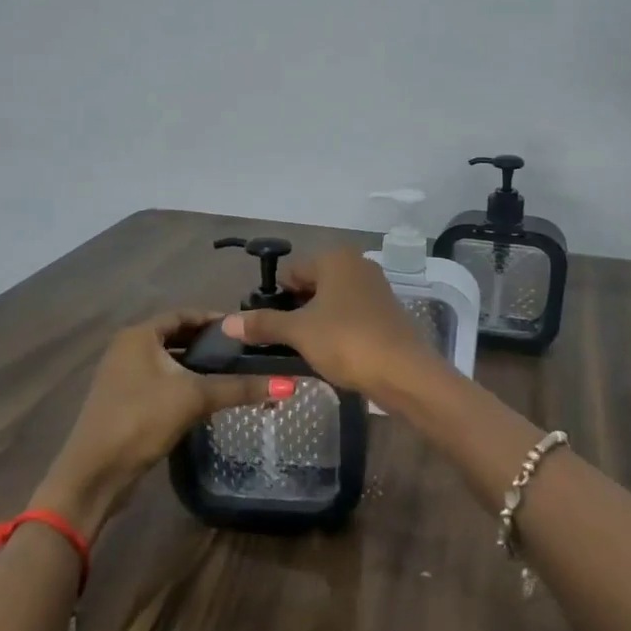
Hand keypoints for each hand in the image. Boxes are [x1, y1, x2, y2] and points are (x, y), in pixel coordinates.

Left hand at [32, 311, 276, 534]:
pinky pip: (160, 381)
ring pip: (168, 361)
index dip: (214, 319)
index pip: (184, 314)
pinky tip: (206, 398)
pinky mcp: (124, 401)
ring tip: (231, 373)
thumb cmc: (141, 420)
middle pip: (176, 336)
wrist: (95, 473)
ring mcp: (122, 376)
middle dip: (208, 343)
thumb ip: (240, 388)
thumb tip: (288, 384)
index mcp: (139, 335)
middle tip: (244, 352)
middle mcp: (127, 348)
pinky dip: (183, 383)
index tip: (245, 329)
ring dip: (196, 365)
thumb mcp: (194, 398)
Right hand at [221, 249, 443, 398]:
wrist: (404, 373)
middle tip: (282, 342)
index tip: (266, 327)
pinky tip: (329, 355)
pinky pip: (349, 317)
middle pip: (311, 286)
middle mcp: (357, 265)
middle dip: (295, 312)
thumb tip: (226, 322)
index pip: (291, 272)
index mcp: (336, 258)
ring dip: (315, 324)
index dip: (275, 299)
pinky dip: (336, 331)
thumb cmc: (347, 341)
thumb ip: (263, 324)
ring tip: (303, 352)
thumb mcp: (299, 333)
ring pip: (330, 303)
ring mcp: (375, 289)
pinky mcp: (385, 313)